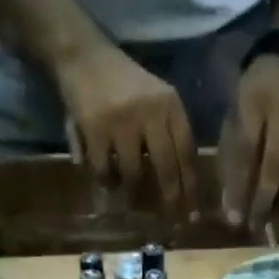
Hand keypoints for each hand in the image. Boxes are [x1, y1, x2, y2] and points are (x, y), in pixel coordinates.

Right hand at [55, 45, 199, 214]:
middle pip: (166, 168)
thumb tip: (184, 189)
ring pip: (134, 175)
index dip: (191, 187)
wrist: (83, 55)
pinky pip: (105, 173)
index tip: (195, 215)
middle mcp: (150, 111)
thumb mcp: (155, 101)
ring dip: (131, 192)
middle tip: (171, 222)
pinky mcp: (96, 130)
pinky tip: (105, 179)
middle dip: (170, 200)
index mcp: (169, 104)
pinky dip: (105, 181)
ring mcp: (123, 121)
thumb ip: (169, 136)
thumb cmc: (124, 86)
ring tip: (127, 197)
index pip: (187, 152)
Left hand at [219, 55, 278, 234]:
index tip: (234, 219)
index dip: (240, 188)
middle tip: (256, 227)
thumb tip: (232, 212)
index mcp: (255, 101)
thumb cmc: (250, 104)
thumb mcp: (233, 123)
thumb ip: (232, 164)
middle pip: (278, 165)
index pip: (247, 152)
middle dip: (265, 201)